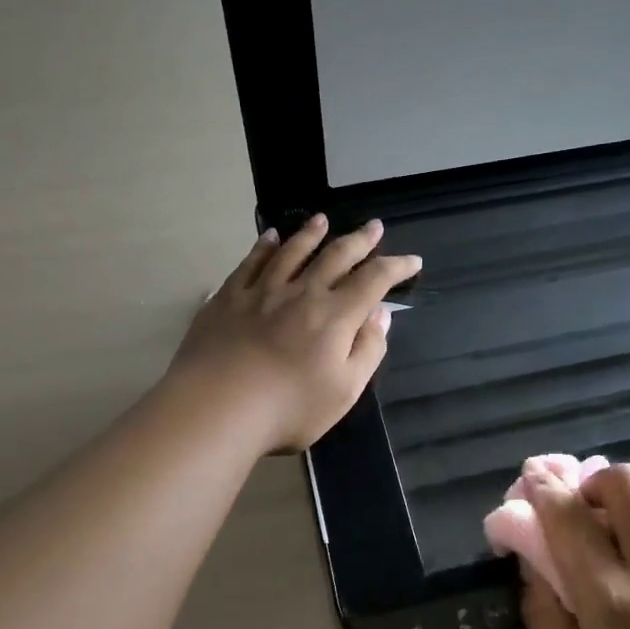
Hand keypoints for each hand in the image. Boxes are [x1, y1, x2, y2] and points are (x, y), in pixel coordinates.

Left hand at [169, 215, 420, 452]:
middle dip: (359, 240)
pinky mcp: (228, 298)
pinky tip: (270, 238)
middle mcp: (302, 293)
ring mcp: (262, 292)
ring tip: (323, 220)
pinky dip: (264, 247)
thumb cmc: (289, 408)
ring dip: (311, 234)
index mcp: (335, 316)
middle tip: (373, 226)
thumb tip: (380, 316)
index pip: (374, 280)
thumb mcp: (345, 391)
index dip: (396, 267)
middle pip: (336, 257)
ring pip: (292, 252)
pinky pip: (251, 263)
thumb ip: (368, 350)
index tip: (412, 261)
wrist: (217, 408)